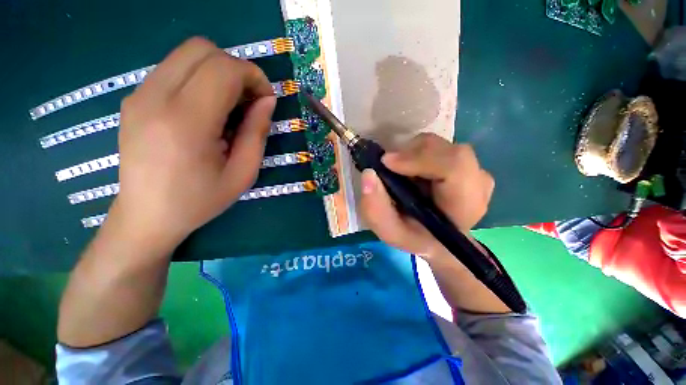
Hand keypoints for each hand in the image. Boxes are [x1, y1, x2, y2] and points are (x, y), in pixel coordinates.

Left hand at [110, 37, 275, 250]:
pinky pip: (174, 69)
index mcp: (186, 122)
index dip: (254, 76)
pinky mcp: (134, 98)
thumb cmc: (200, 200)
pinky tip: (206, 109)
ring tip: (229, 106)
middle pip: (202, 49)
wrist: (146, 216)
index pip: (224, 69)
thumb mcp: (243, 173)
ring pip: (186, 54)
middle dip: (236, 68)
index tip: (266, 99)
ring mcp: (139, 95)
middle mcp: (155, 98)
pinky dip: (199, 78)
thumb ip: (257, 132)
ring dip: (218, 72)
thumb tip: (267, 101)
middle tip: (249, 100)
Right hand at [360, 133, 494, 259]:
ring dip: (412, 154)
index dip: (419, 158)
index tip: (387, 163)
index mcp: (464, 207)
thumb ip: (376, 209)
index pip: (455, 167)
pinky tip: (411, 171)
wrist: (437, 238)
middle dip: (411, 154)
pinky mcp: (465, 163)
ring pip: (440, 145)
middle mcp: (477, 184)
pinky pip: (438, 147)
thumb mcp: (390, 232)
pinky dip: (417, 153)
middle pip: (447, 151)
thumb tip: (369, 174)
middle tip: (389, 168)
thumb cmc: (415, 237)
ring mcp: (473, 170)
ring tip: (400, 174)